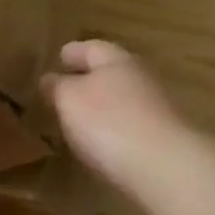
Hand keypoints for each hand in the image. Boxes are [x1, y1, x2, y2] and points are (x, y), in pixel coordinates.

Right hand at [41, 40, 189, 193]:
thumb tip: (50, 78)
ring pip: (123, 98)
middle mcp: (141, 78)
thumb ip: (58, 87)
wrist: (164, 167)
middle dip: (89, 77)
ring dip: (103, 104)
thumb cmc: (109, 123)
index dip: (74, 52)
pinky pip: (131, 124)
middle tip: (66, 87)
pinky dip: (115, 127)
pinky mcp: (163, 138)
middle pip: (112, 71)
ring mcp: (157, 108)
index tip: (59, 56)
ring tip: (80, 117)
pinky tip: (103, 141)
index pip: (92, 48)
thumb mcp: (70, 100)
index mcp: (117, 61)